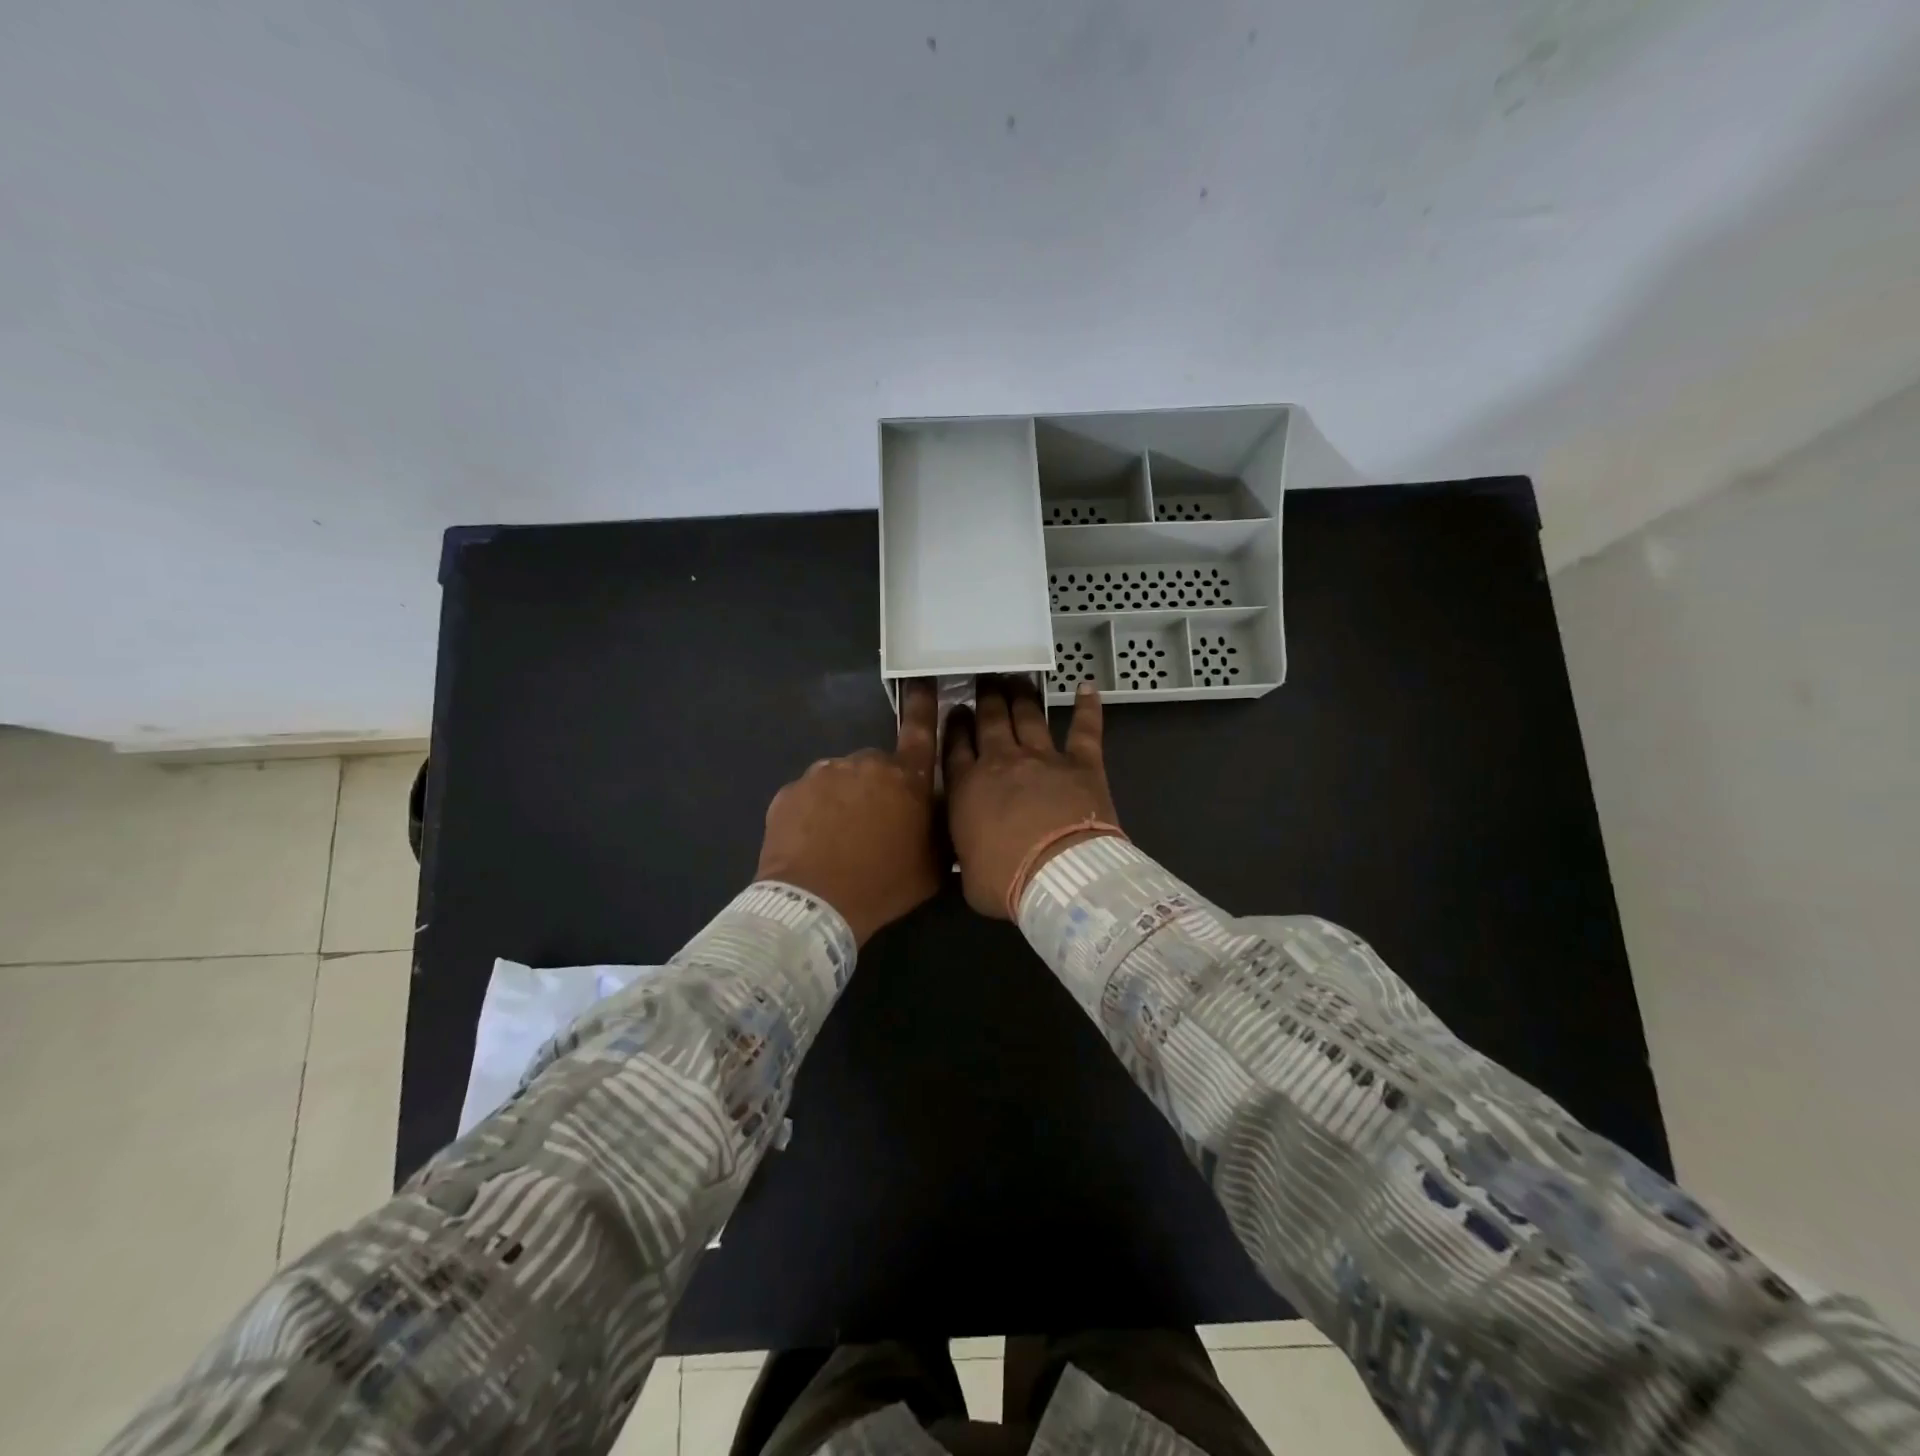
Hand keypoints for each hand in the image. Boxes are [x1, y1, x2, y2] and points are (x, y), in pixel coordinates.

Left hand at [756, 681, 942, 944]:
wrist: (814, 904)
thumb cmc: (883, 885)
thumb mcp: (931, 866)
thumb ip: (941, 832)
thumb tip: (943, 817)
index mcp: (906, 778)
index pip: (920, 730)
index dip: (923, 704)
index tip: (922, 681)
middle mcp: (866, 763)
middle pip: (878, 768)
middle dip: (879, 789)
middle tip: (875, 828)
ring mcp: (824, 774)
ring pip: (843, 781)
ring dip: (846, 801)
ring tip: (841, 841)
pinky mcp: (791, 791)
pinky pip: (810, 797)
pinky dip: (815, 814)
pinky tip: (815, 843)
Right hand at [943, 677, 1119, 917]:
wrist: (1058, 876)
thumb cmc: (1005, 881)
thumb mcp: (967, 875)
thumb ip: (965, 855)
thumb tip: (966, 856)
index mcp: (967, 788)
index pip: (955, 746)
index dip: (955, 725)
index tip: (956, 711)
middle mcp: (1001, 762)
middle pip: (989, 721)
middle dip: (985, 698)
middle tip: (984, 682)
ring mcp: (1042, 758)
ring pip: (1028, 716)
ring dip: (1021, 695)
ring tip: (1016, 678)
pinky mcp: (1081, 763)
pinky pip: (1084, 728)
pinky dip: (1088, 707)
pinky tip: (1087, 687)